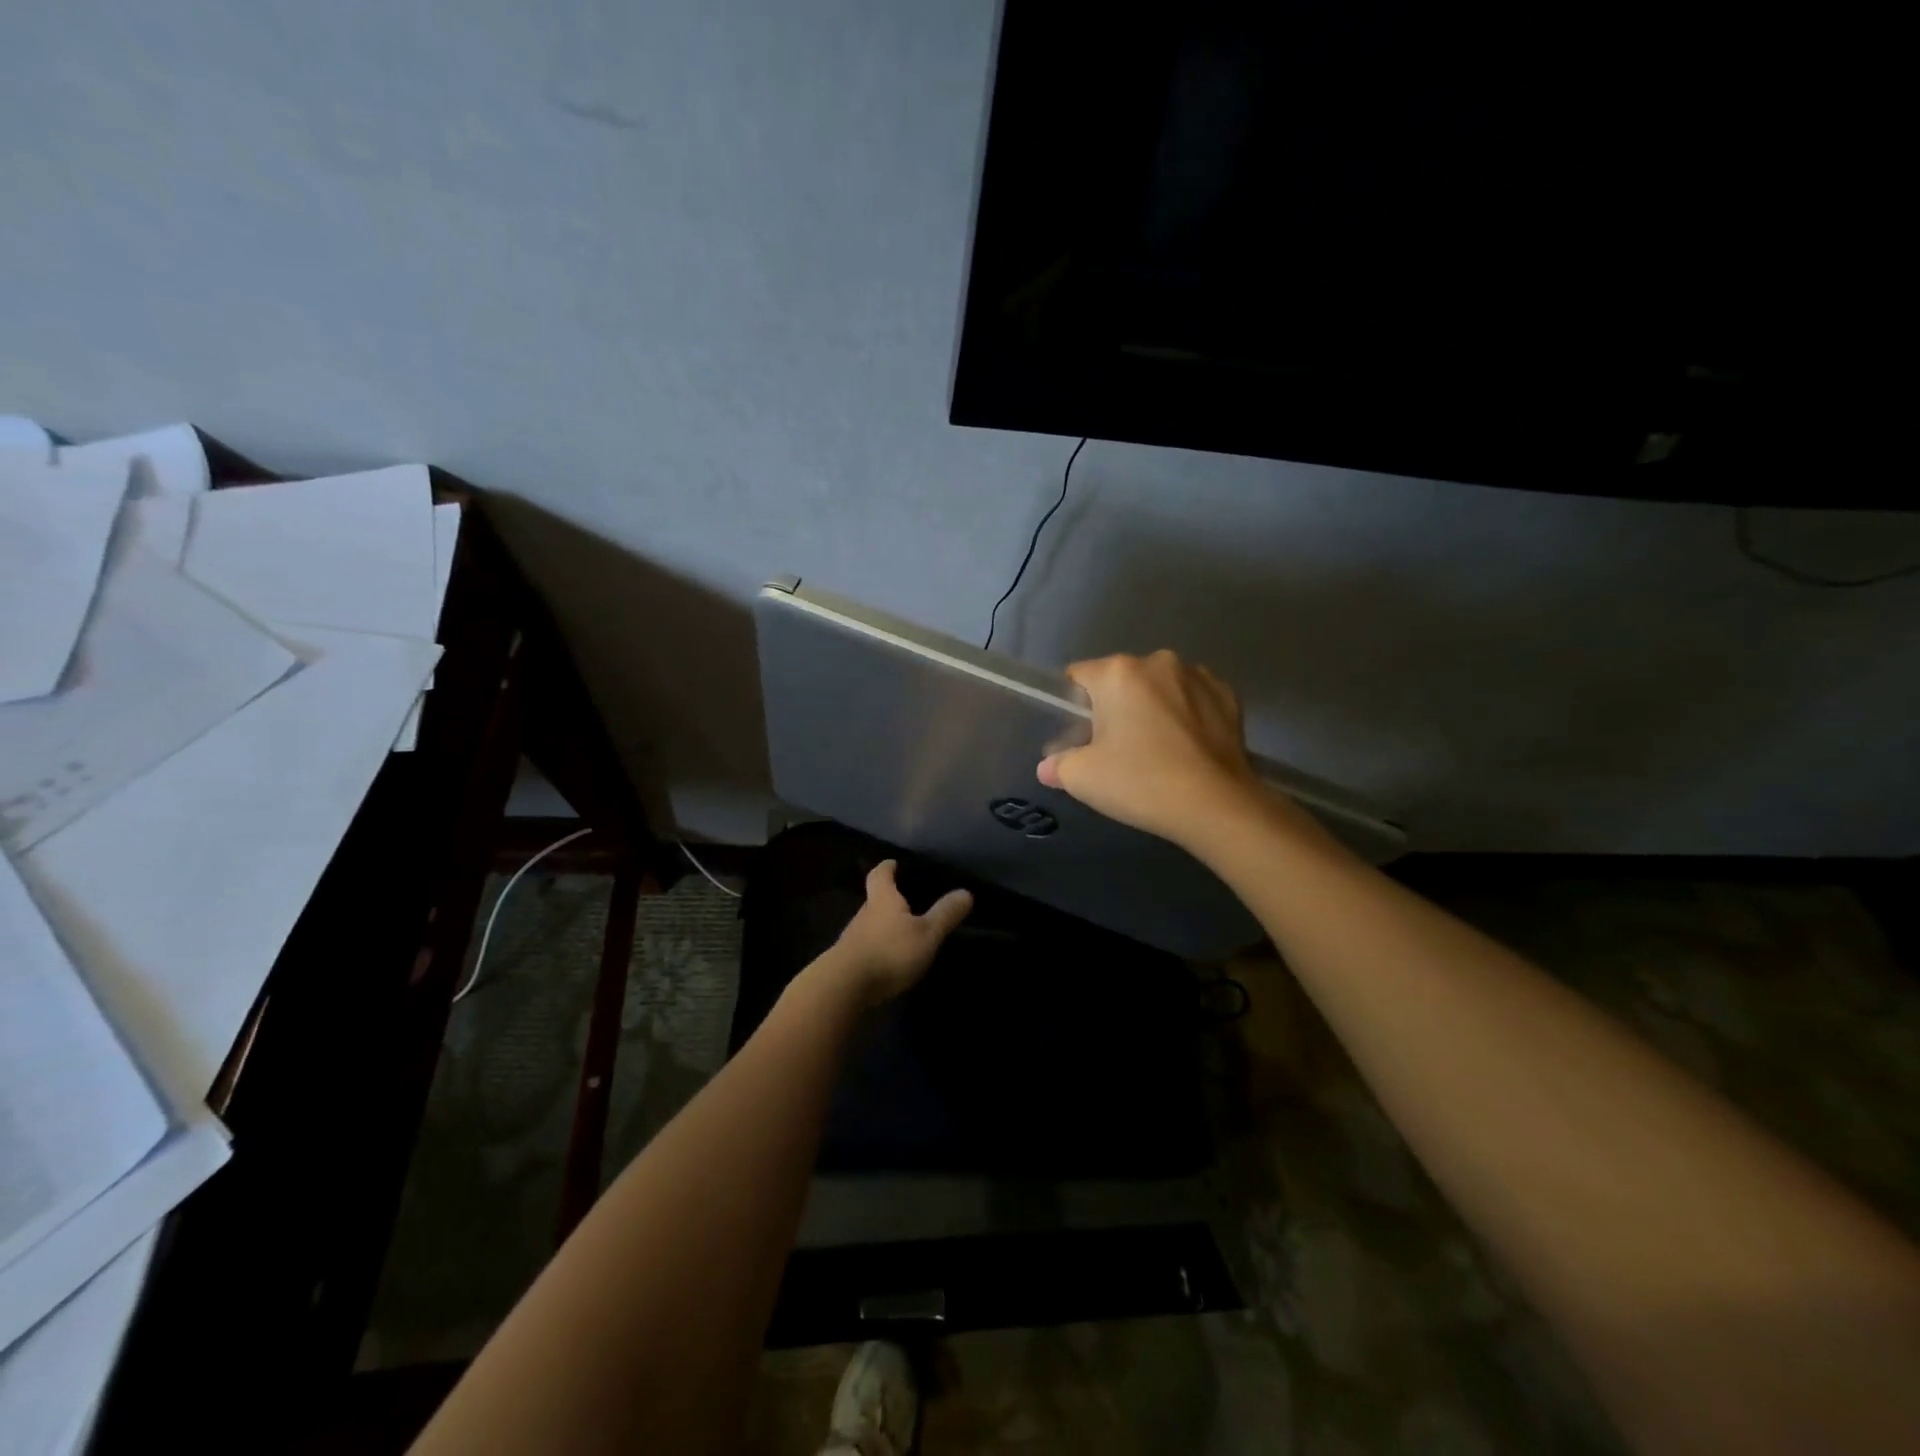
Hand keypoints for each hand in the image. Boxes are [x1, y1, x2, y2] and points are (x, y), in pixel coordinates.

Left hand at [825, 861, 972, 1006]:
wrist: (844, 987)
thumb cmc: (889, 951)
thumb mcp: (926, 934)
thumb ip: (945, 914)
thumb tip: (966, 892)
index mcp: (882, 899)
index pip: (880, 874)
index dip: (888, 867)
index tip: (894, 863)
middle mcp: (864, 913)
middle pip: (875, 899)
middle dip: (889, 898)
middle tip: (909, 900)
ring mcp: (853, 938)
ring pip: (871, 924)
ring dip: (884, 925)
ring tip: (904, 931)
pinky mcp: (848, 961)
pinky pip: (866, 945)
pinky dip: (878, 946)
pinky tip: (890, 958)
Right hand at [1038, 650, 1266, 847]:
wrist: (1217, 807)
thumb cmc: (1141, 783)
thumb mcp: (1082, 779)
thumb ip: (1058, 765)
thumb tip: (1048, 767)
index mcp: (1117, 672)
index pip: (1078, 677)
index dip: (1072, 706)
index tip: (1079, 738)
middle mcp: (1159, 661)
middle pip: (1121, 680)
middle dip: (1115, 707)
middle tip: (1116, 750)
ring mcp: (1199, 676)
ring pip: (1160, 688)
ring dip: (1153, 708)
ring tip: (1157, 751)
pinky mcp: (1229, 696)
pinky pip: (1194, 700)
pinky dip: (1187, 716)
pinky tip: (1187, 749)